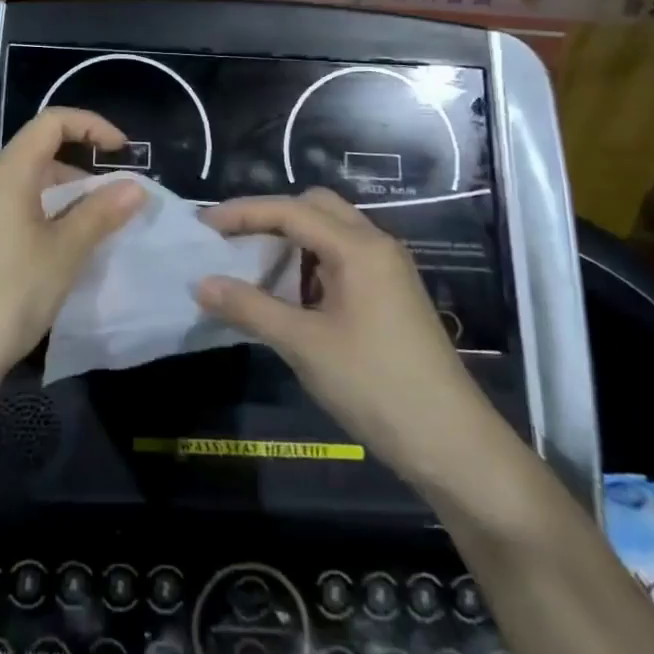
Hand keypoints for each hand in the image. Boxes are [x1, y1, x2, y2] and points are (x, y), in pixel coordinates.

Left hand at [0, 107, 145, 388]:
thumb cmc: (10, 291)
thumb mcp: (65, 251)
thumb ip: (101, 213)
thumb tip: (135, 187)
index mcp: (10, 171)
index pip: (53, 122)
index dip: (92, 126)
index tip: (123, 152)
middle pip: (44, 151)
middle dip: (87, 166)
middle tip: (122, 198)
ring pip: (36, 185)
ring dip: (73, 197)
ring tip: (107, 226)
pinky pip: (26, 211)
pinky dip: (55, 217)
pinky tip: (75, 248)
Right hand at [196, 189, 490, 480]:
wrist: (453, 445)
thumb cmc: (376, 386)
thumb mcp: (304, 345)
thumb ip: (250, 308)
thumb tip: (200, 284)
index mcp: (359, 247)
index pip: (291, 211)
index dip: (243, 213)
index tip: (204, 226)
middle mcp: (376, 246)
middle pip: (315, 207)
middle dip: (270, 217)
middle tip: (233, 241)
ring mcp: (388, 270)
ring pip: (331, 233)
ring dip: (291, 240)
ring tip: (254, 266)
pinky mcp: (391, 295)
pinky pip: (343, 259)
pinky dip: (311, 264)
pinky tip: (290, 295)